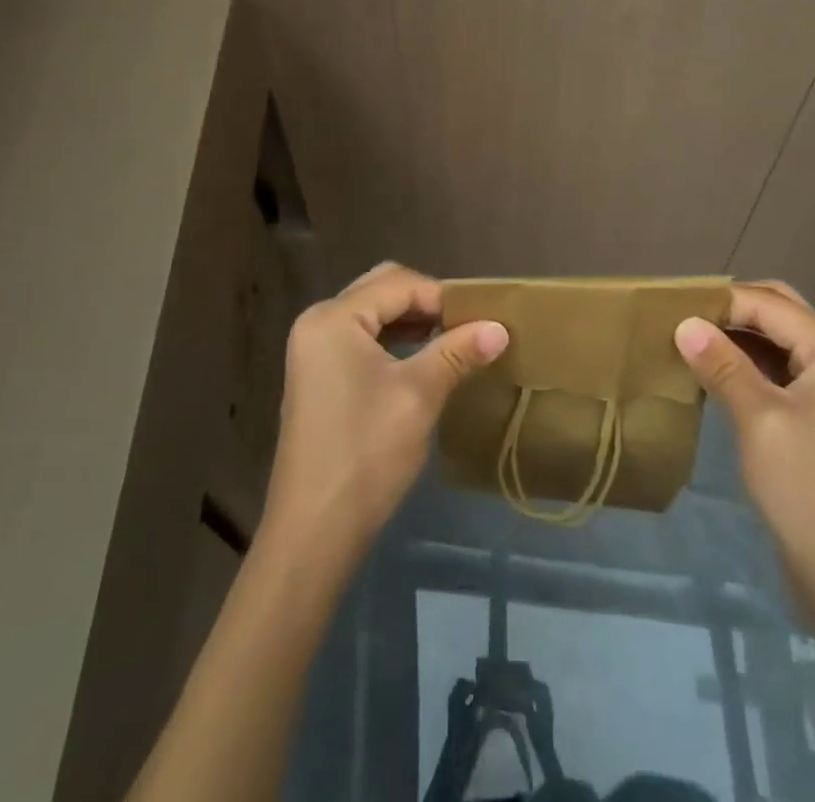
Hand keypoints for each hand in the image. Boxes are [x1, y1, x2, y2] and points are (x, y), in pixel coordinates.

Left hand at [261, 262, 508, 555]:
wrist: (314, 531)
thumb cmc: (366, 451)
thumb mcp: (419, 394)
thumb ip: (458, 352)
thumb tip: (500, 326)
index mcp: (334, 317)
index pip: (399, 284)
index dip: (443, 297)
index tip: (483, 319)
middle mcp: (318, 322)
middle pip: (381, 290)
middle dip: (426, 303)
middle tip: (467, 325)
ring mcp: (314, 350)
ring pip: (373, 314)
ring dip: (412, 321)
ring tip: (453, 341)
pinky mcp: (319, 376)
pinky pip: (362, 339)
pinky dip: (394, 341)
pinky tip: (423, 361)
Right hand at [674, 281, 814, 614]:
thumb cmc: (807, 491)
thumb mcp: (758, 420)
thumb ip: (722, 365)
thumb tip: (683, 323)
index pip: (770, 305)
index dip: (721, 301)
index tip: (672, 305)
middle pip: (782, 313)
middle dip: (732, 310)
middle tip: (682, 316)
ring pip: (781, 341)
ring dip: (739, 336)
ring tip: (690, 338)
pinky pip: (785, 369)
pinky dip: (751, 363)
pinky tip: (715, 371)